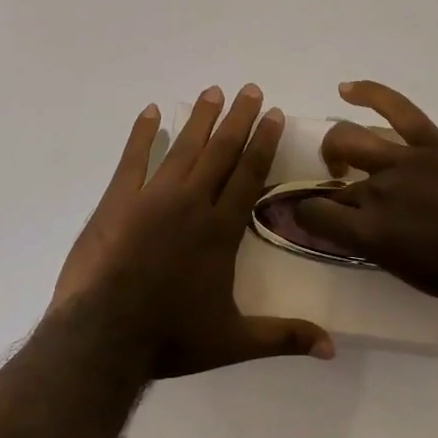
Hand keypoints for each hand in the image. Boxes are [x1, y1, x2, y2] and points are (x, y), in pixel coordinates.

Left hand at [52, 85, 334, 377]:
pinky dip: (143, 133)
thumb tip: (333, 349)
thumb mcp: (233, 342)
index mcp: (220, 230)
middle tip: (249, 89)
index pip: (249, 175)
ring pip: (183, 148)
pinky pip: (133, 158)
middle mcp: (192, 203)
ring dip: (200, 118)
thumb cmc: (171, 337)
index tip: (274, 114)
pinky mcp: (118, 200)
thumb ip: (284, 337)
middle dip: (238, 118)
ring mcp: (152, 197)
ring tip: (213, 91)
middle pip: (220, 151)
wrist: (104, 336)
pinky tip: (152, 112)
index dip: (263, 142)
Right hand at [291, 81, 437, 324]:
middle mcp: (379, 192)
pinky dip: (370, 94)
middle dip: (330, 188)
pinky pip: (398, 109)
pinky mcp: (435, 144)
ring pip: (351, 139)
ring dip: (337, 147)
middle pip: (335, 182)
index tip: (313, 217)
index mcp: (370, 233)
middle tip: (343, 194)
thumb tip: (356, 226)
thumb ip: (373, 243)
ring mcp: (406, 162)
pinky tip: (348, 89)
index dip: (306, 215)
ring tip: (342, 155)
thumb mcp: (406, 271)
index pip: (314, 214)